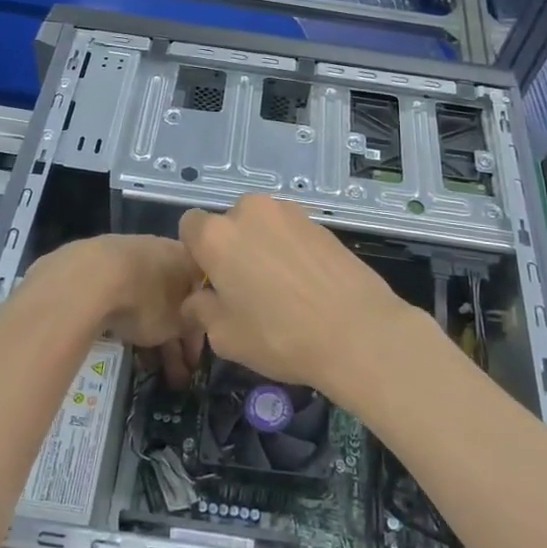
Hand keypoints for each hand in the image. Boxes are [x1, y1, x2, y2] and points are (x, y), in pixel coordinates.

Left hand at [28, 236, 204, 387]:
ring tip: (148, 366)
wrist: (90, 277)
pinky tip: (122, 341)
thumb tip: (192, 328)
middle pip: (173, 299)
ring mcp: (128, 251)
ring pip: (147, 298)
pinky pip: (122, 294)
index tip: (193, 361)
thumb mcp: (178, 323)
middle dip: (174, 337)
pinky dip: (127, 317)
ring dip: (151, 331)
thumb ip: (190, 326)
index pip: (201, 297)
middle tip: (174, 373)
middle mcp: (161, 248)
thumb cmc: (146, 300)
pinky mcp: (98, 262)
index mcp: (187, 257)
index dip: (198, 333)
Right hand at [177, 195, 430, 405]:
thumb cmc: (280, 335)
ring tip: (281, 287)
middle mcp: (250, 211)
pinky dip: (290, 250)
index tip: (211, 283)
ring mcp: (289, 212)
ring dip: (261, 247)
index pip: (189, 226)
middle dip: (231, 248)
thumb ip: (201, 311)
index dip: (196, 255)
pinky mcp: (320, 222)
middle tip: (246, 289)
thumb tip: (197, 300)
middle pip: (228, 223)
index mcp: (217, 235)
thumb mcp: (225, 337)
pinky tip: (306, 284)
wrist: (358, 331)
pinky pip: (290, 232)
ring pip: (261, 225)